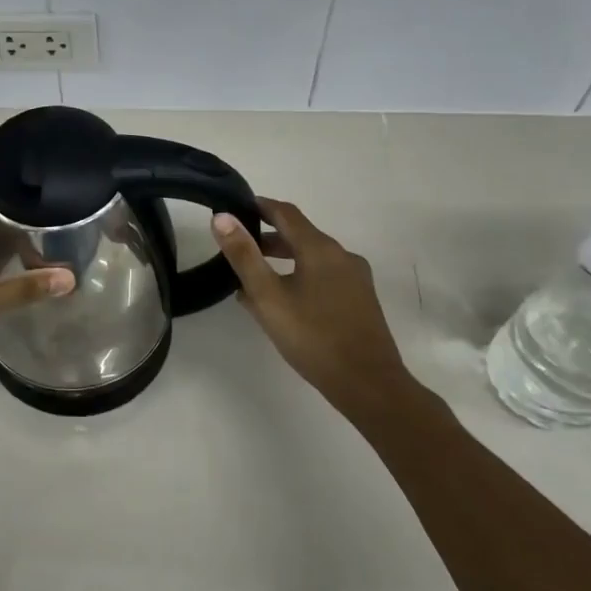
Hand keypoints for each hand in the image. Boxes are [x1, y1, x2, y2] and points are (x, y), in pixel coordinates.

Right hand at [211, 198, 411, 406]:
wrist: (368, 384)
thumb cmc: (313, 336)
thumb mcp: (268, 296)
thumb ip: (243, 255)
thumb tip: (222, 217)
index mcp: (320, 249)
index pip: (286, 213)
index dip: (259, 206)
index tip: (236, 208)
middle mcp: (342, 256)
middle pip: (300, 235)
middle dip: (268, 237)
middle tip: (237, 246)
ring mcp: (356, 279)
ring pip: (312, 258)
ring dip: (283, 259)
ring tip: (253, 277)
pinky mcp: (360, 300)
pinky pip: (324, 276)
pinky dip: (299, 276)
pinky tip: (283, 301)